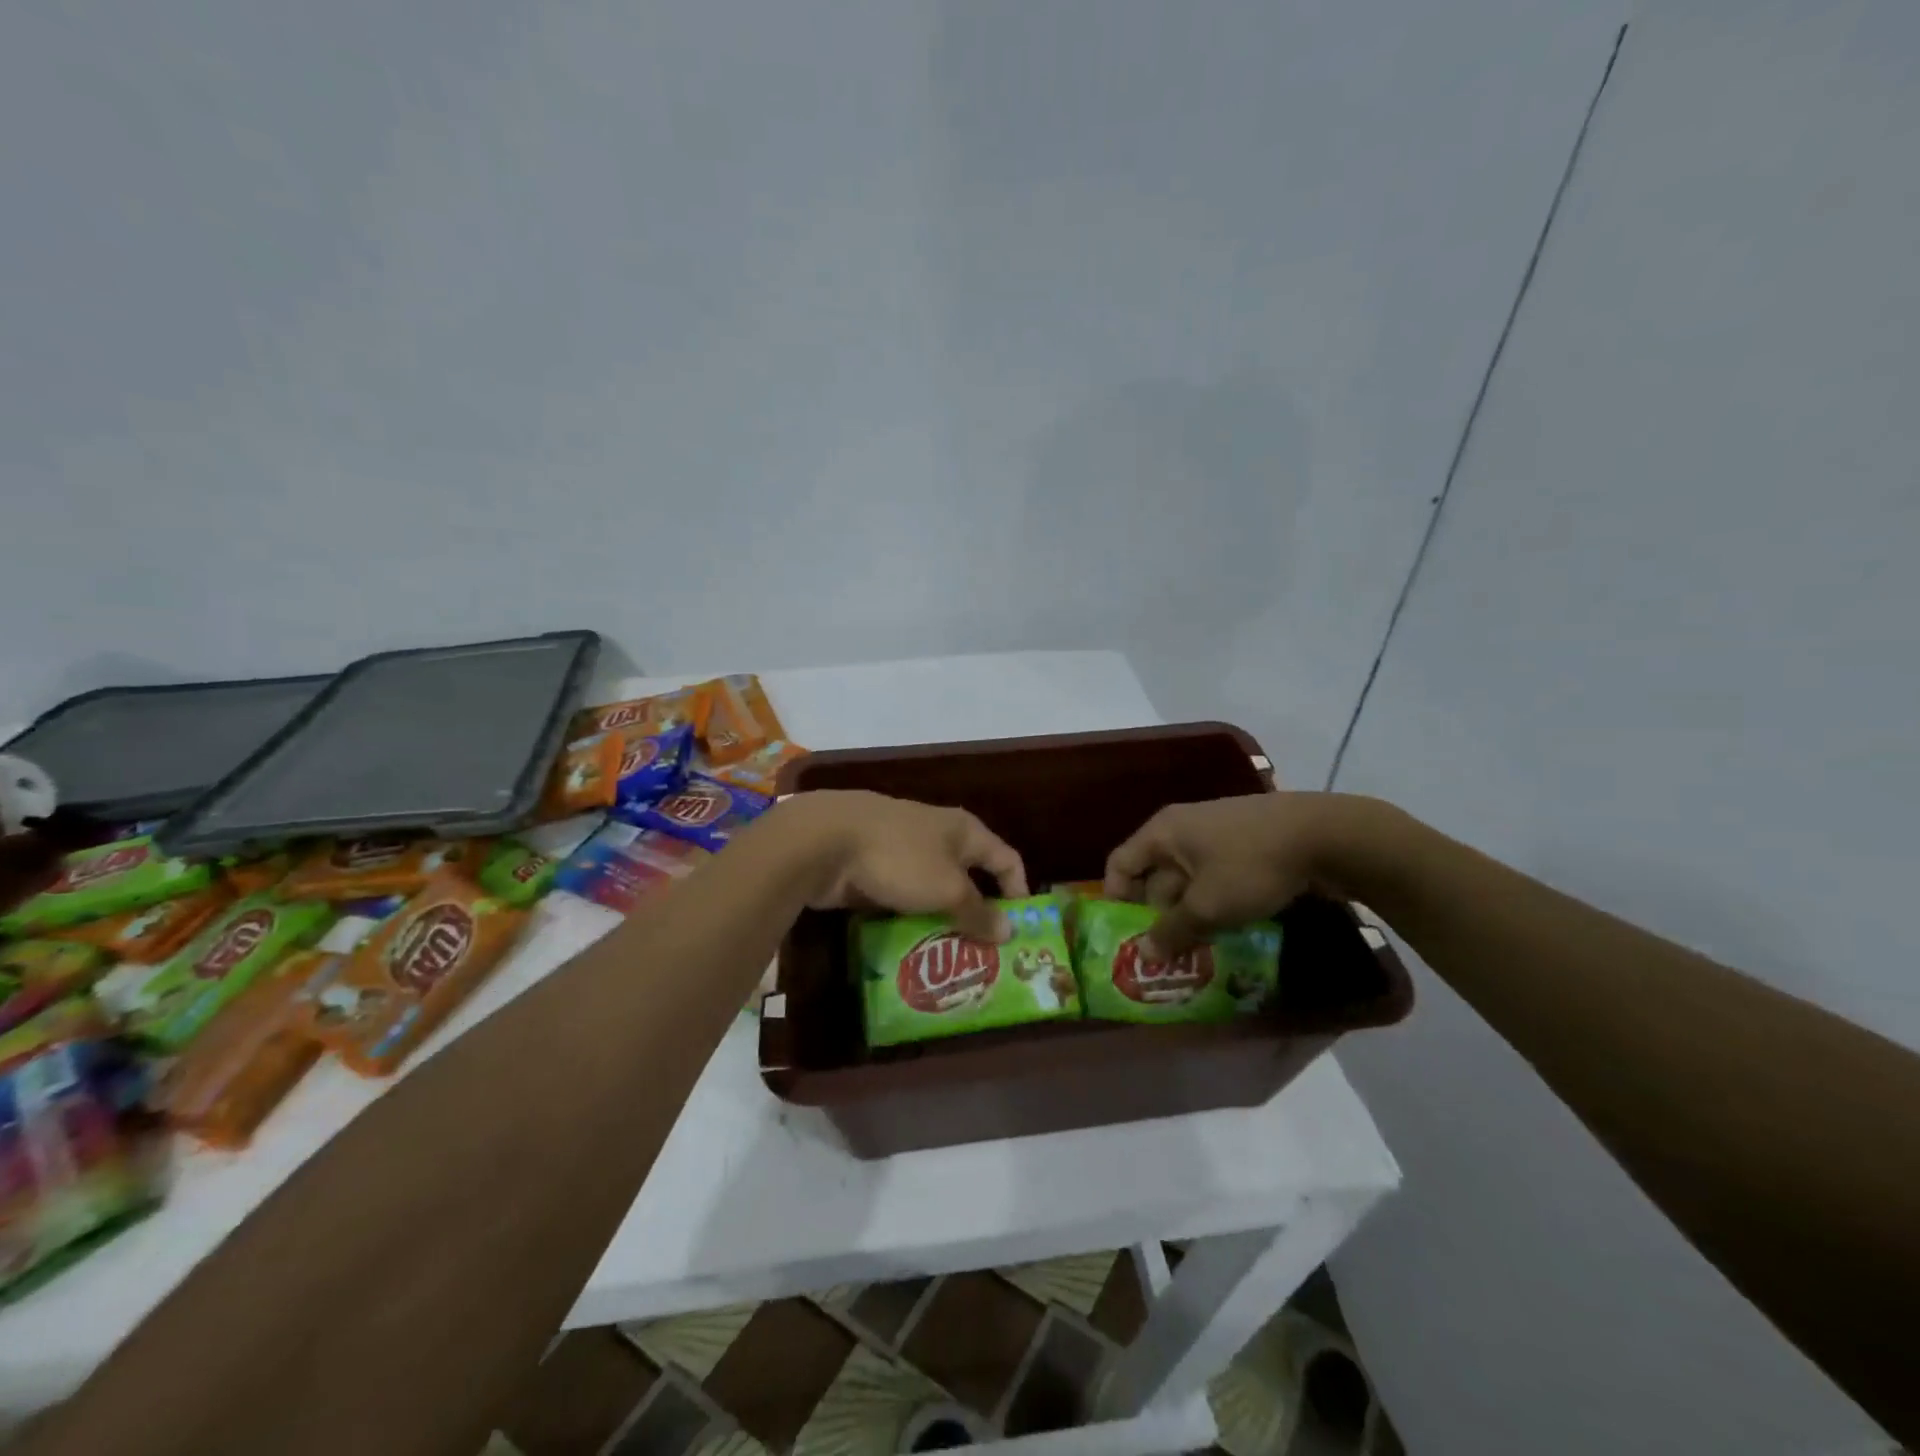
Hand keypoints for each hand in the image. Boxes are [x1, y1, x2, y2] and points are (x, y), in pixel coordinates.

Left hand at [786, 791, 1028, 941]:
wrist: (825, 841)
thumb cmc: (900, 858)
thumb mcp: (947, 889)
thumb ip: (978, 911)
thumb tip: (1010, 931)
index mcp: (964, 830)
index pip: (1007, 858)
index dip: (1018, 890)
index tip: (1020, 928)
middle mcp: (938, 834)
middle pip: (969, 875)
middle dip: (977, 911)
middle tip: (984, 952)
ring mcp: (903, 848)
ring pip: (933, 888)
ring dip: (941, 918)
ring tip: (948, 956)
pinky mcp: (874, 865)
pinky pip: (903, 895)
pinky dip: (910, 917)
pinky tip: (909, 944)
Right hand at [1103, 792, 1378, 957]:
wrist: (1324, 835)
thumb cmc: (1251, 865)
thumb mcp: (1208, 906)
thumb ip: (1172, 931)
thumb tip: (1143, 955)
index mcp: (1162, 833)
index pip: (1119, 864)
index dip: (1116, 899)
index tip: (1130, 935)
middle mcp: (1181, 828)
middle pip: (1154, 875)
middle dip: (1159, 915)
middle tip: (1168, 954)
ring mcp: (1214, 835)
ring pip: (1187, 881)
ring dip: (1189, 914)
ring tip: (1199, 949)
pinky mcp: (1242, 844)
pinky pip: (1214, 877)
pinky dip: (1214, 902)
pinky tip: (1229, 929)